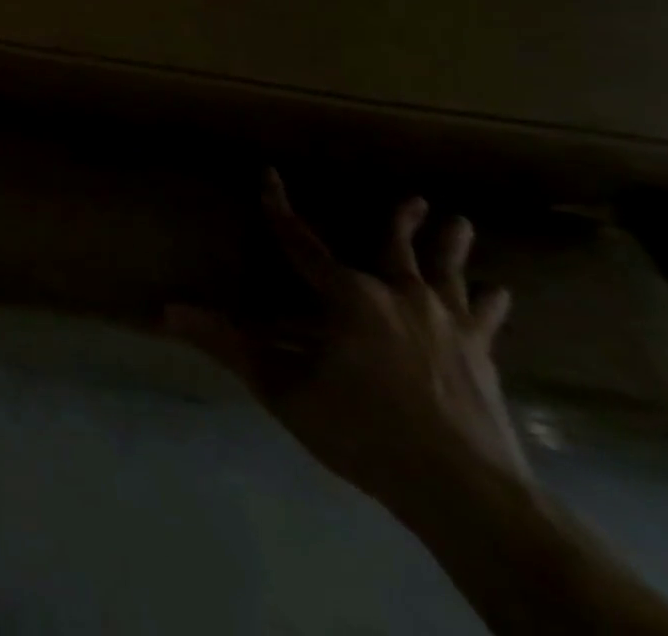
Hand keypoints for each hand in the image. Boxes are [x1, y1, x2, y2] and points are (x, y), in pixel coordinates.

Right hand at [166, 171, 529, 519]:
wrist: (467, 493)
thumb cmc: (364, 432)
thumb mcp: (283, 390)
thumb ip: (228, 346)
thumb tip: (166, 311)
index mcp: (349, 298)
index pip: (300, 242)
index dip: (279, 208)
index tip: (269, 175)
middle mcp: (399, 298)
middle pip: (397, 249)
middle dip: (401, 222)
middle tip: (416, 197)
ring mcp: (448, 327)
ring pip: (447, 275)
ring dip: (451, 248)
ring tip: (461, 222)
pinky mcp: (481, 358)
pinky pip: (484, 320)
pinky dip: (490, 305)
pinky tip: (501, 293)